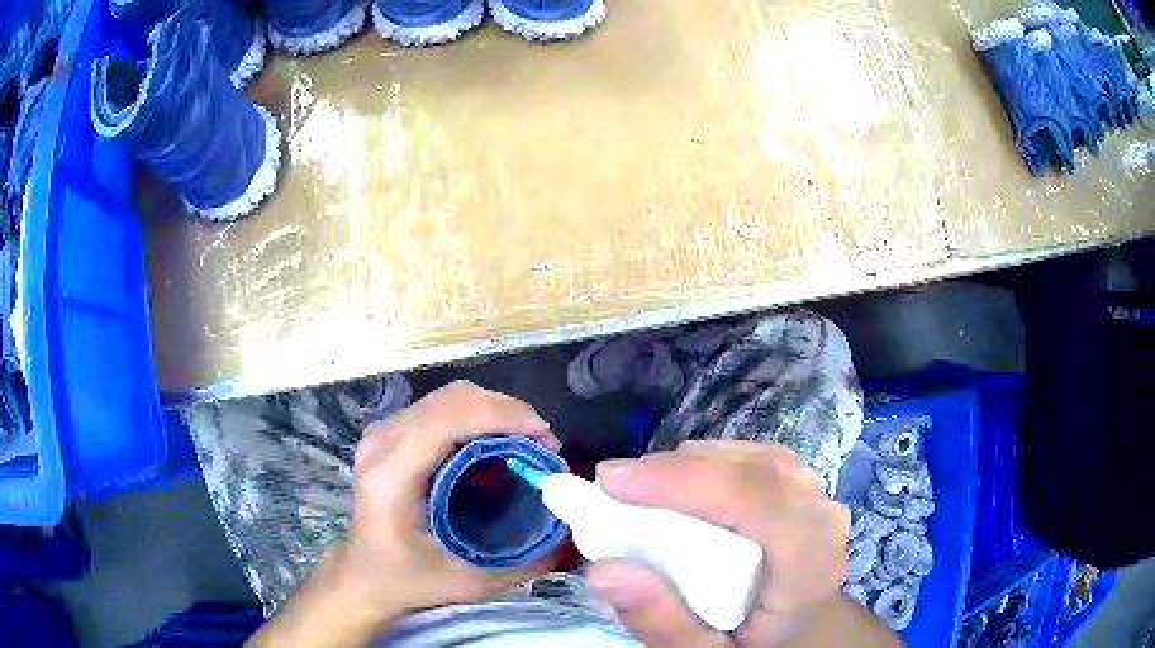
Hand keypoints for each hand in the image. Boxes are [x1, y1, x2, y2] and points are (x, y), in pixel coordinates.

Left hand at [340, 380, 563, 616]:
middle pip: (452, 398)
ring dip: (494, 411)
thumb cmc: (407, 580)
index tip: (546, 440)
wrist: (362, 574)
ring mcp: (382, 433)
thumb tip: (573, 535)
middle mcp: (382, 442)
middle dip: (507, 411)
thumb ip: (524, 564)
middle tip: (542, 445)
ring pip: (448, 397)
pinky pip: (440, 407)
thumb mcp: (469, 583)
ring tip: (525, 442)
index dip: (503, 416)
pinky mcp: (388, 433)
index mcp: (392, 475)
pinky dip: (476, 415)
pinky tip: (495, 441)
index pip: (448, 418)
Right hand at [587, 441, 859, 646]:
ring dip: (690, 465)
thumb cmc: (752, 644)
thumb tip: (603, 571)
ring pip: (751, 457)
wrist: (799, 632)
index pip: (754, 502)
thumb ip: (660, 622)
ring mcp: (818, 497)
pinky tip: (680, 482)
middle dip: (675, 470)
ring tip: (640, 486)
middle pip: (752, 471)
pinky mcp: (804, 486)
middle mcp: (823, 519)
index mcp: (809, 566)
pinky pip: (755, 458)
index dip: (682, 481)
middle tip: (611, 484)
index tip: (611, 481)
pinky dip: (710, 463)